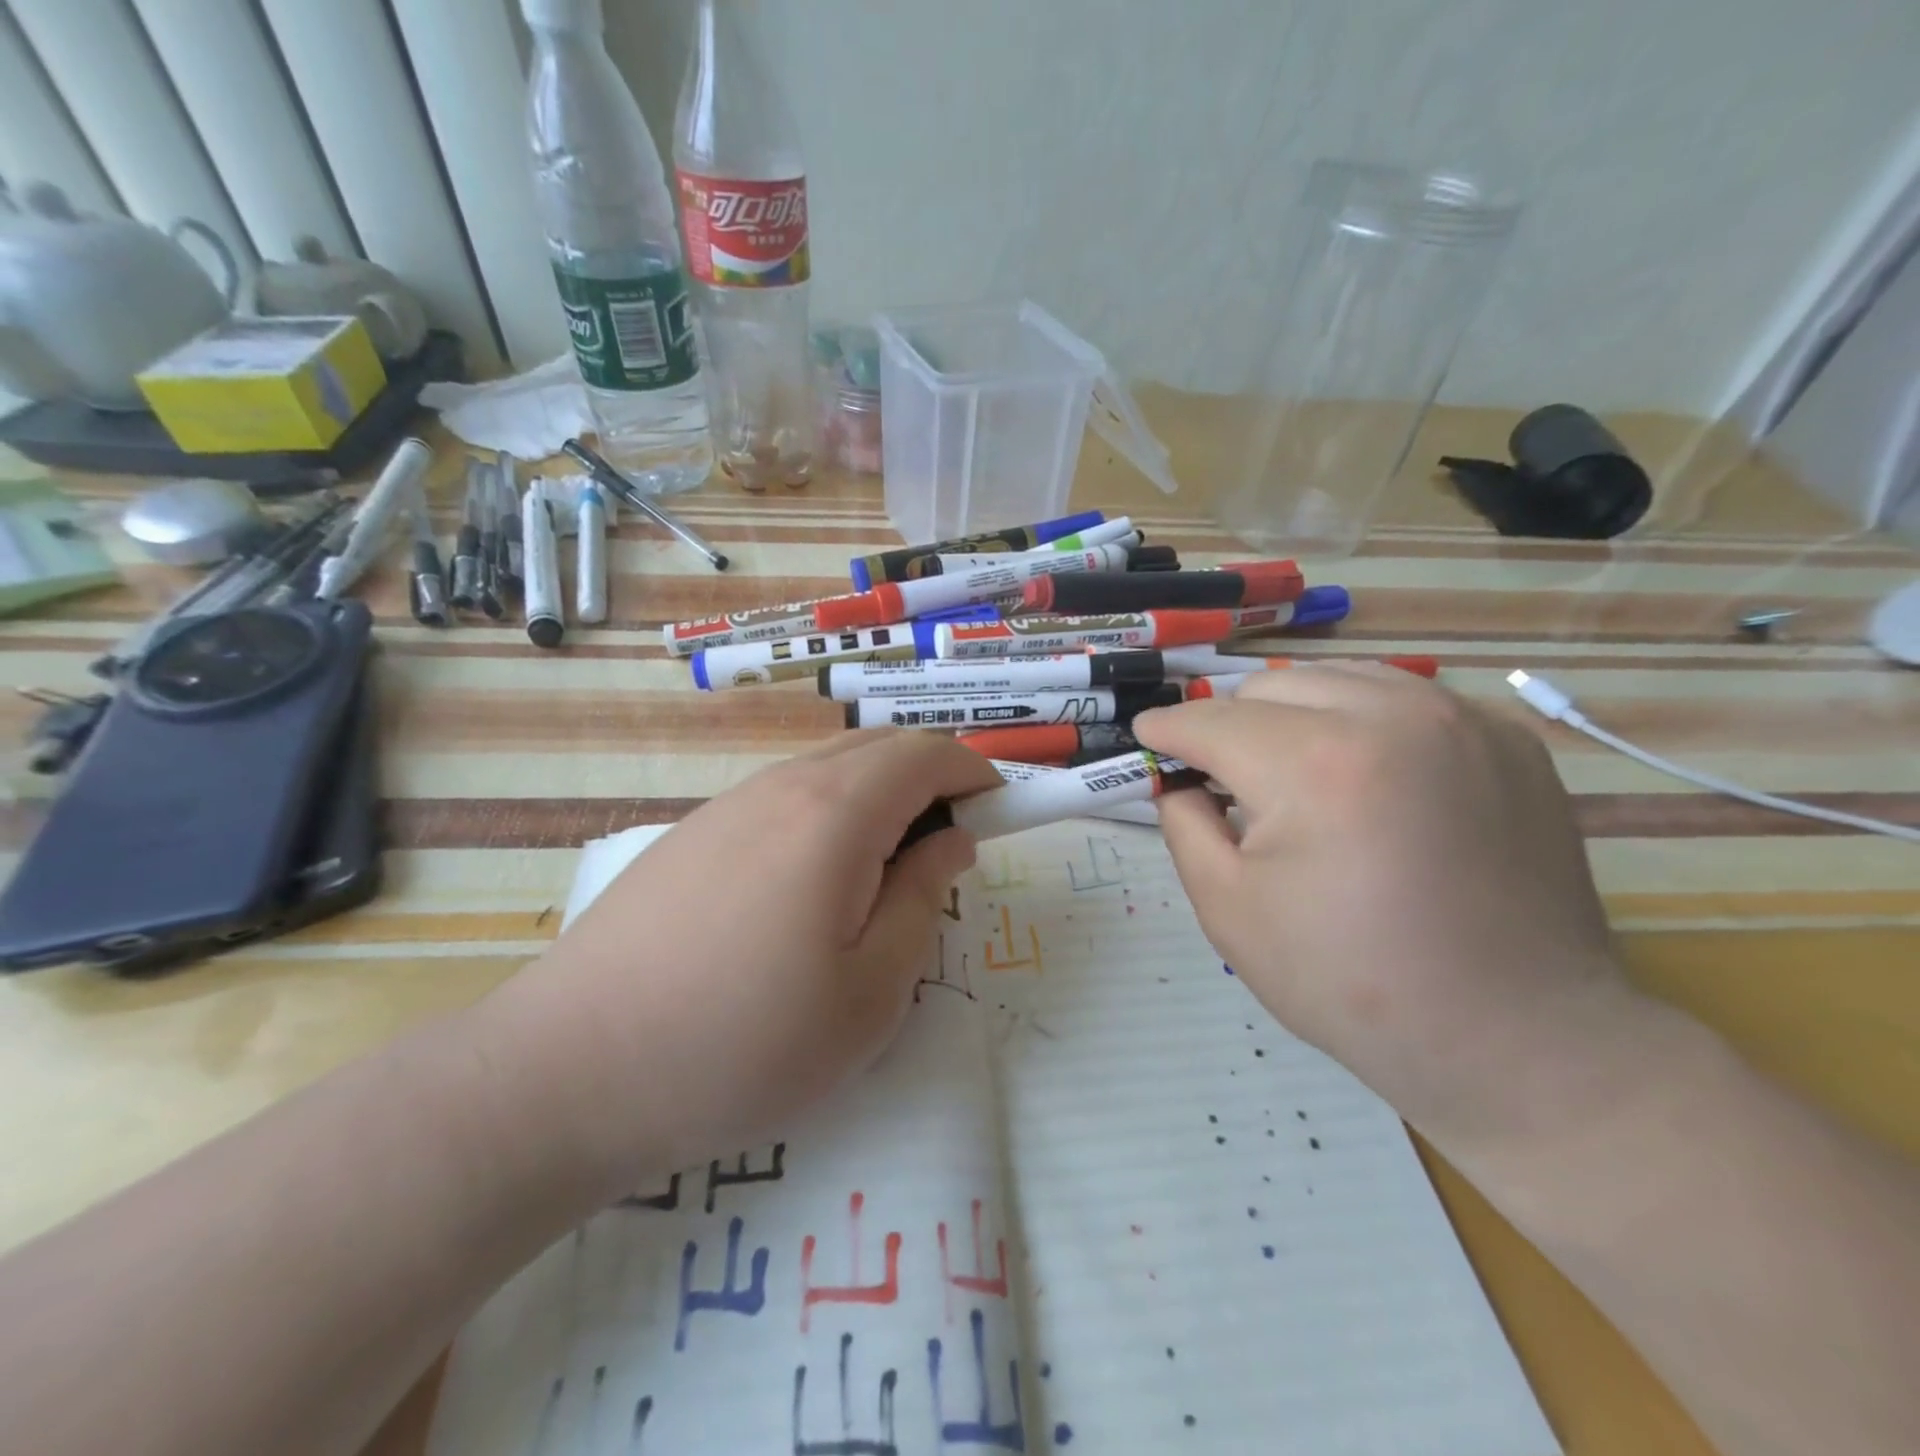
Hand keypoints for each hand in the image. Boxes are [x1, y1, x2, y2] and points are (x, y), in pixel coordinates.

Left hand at [480, 731, 1001, 1189]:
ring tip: (885, 878)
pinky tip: (812, 890)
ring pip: (829, 771)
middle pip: (878, 749)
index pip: (926, 753)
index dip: (975, 773)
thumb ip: (923, 900)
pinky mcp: (693, 832)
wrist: (568, 1072)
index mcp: (834, 812)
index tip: (999, 817)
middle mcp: (780, 785)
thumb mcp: (870, 992)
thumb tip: (952, 843)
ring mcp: (728, 804)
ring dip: (879, 800)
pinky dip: (829, 817)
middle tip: (949, 853)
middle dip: (931, 782)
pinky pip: (785, 799)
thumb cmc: (742, 1043)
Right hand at [1133, 666, 1652, 1157]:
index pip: (1212, 721)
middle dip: (1232, 726)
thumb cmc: (1351, 982)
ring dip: (1296, 714)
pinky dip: (1364, 722)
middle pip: (1270, 686)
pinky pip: (1404, 698)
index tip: (1149, 739)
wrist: (1515, 1037)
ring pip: (1337, 678)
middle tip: (1228, 780)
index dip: (1168, 731)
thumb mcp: (1228, 911)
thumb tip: (1178, 780)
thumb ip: (1183, 825)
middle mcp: (1391, 717)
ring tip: (1296, 773)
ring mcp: (1460, 719)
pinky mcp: (1506, 738)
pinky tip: (1368, 777)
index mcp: (1314, 765)